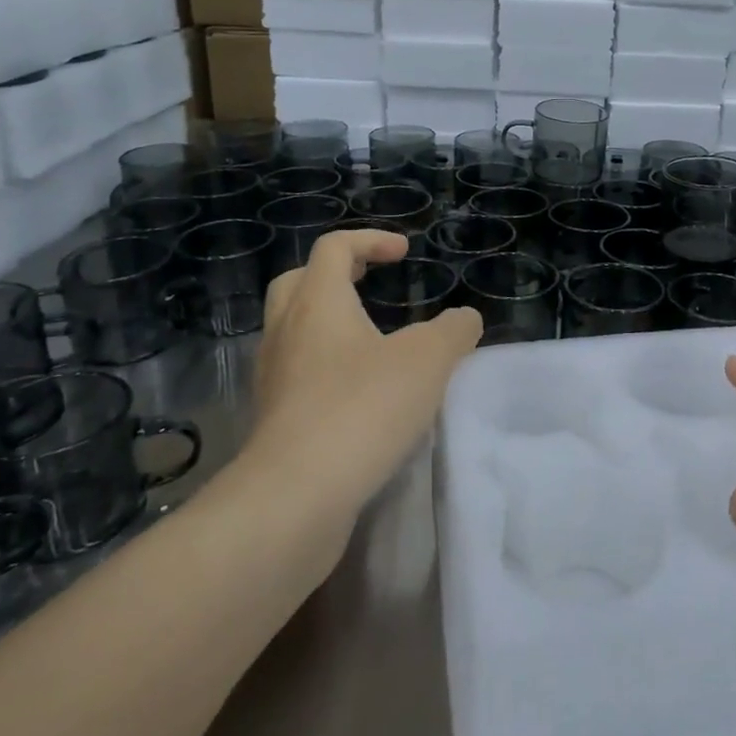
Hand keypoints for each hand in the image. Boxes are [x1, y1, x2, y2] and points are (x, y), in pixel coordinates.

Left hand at [244, 230, 480, 525]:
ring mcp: (271, 377)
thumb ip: (453, 331)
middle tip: (369, 283)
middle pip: (298, 281)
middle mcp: (285, 331)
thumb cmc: (362, 408)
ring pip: (292, 330)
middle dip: (335, 274)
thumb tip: (465, 320)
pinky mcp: (271, 419)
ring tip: (370, 343)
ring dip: (327, 324)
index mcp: (318, 302)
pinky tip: (357, 393)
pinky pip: (295, 374)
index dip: (371, 240)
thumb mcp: (428, 361)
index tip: (404, 253)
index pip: (335, 247)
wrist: (295, 496)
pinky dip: (323, 368)